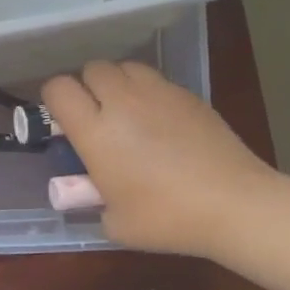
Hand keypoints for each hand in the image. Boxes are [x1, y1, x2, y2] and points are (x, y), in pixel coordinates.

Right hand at [43, 61, 276, 256]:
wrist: (235, 205)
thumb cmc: (167, 219)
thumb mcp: (114, 222)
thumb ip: (94, 198)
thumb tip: (94, 188)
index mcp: (96, 132)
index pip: (59, 89)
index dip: (54, 99)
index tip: (61, 119)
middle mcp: (122, 103)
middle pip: (92, 69)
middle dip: (87, 86)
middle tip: (96, 115)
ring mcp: (159, 94)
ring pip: (125, 67)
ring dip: (118, 83)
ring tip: (127, 111)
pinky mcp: (189, 96)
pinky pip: (157, 81)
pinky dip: (149, 93)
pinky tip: (161, 122)